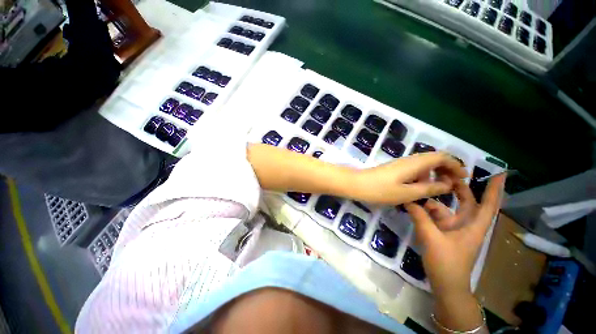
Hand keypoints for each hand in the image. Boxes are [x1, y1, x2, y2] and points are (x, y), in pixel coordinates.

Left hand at [352, 152, 466, 204]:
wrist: (356, 184)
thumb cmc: (380, 190)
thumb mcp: (407, 193)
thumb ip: (429, 189)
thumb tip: (447, 185)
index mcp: (415, 163)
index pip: (441, 157)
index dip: (455, 165)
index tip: (464, 178)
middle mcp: (409, 160)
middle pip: (434, 159)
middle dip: (447, 169)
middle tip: (455, 184)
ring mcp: (400, 164)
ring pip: (424, 165)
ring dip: (435, 173)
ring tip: (441, 188)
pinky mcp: (394, 169)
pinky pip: (414, 170)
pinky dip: (423, 177)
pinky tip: (422, 188)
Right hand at [405, 174, 504, 332]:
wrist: (445, 285)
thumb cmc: (446, 263)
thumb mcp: (431, 239)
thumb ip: (420, 218)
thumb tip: (409, 200)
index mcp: (473, 227)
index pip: (488, 205)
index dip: (495, 190)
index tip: (500, 173)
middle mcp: (465, 225)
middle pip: (466, 202)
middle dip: (458, 188)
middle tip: (445, 173)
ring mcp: (453, 229)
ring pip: (446, 209)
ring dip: (434, 200)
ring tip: (419, 189)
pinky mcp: (442, 233)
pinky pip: (435, 217)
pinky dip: (425, 210)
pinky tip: (413, 206)